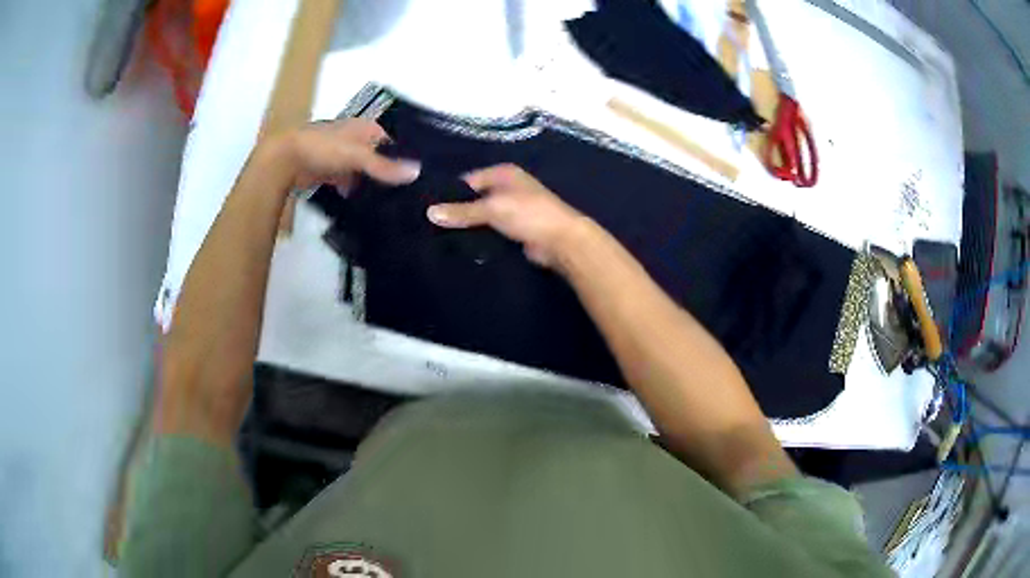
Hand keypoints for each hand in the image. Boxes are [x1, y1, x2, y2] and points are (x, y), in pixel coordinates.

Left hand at [267, 119, 421, 191]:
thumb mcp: (357, 155)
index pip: (394, 144)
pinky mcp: (332, 173)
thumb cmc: (323, 148)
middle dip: (390, 175)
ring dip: (373, 186)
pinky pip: (351, 184)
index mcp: (366, 128)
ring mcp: (343, 157)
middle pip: (380, 159)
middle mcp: (357, 140)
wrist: (285, 160)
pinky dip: (357, 193)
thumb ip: (384, 166)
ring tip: (393, 206)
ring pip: (365, 173)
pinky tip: (368, 208)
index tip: (418, 181)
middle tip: (409, 198)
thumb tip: (417, 172)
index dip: (404, 160)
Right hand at [426, 164, 586, 266]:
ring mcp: (512, 210)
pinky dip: (479, 238)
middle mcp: (507, 188)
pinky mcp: (515, 230)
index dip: (449, 193)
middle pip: (474, 199)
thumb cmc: (529, 214)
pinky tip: (460, 247)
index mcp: (503, 174)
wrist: (562, 241)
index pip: (468, 180)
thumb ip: (462, 211)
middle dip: (457, 211)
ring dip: (468, 227)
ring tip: (439, 238)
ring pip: (481, 217)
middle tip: (430, 226)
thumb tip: (430, 212)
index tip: (428, 208)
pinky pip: (490, 232)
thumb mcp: (492, 208)